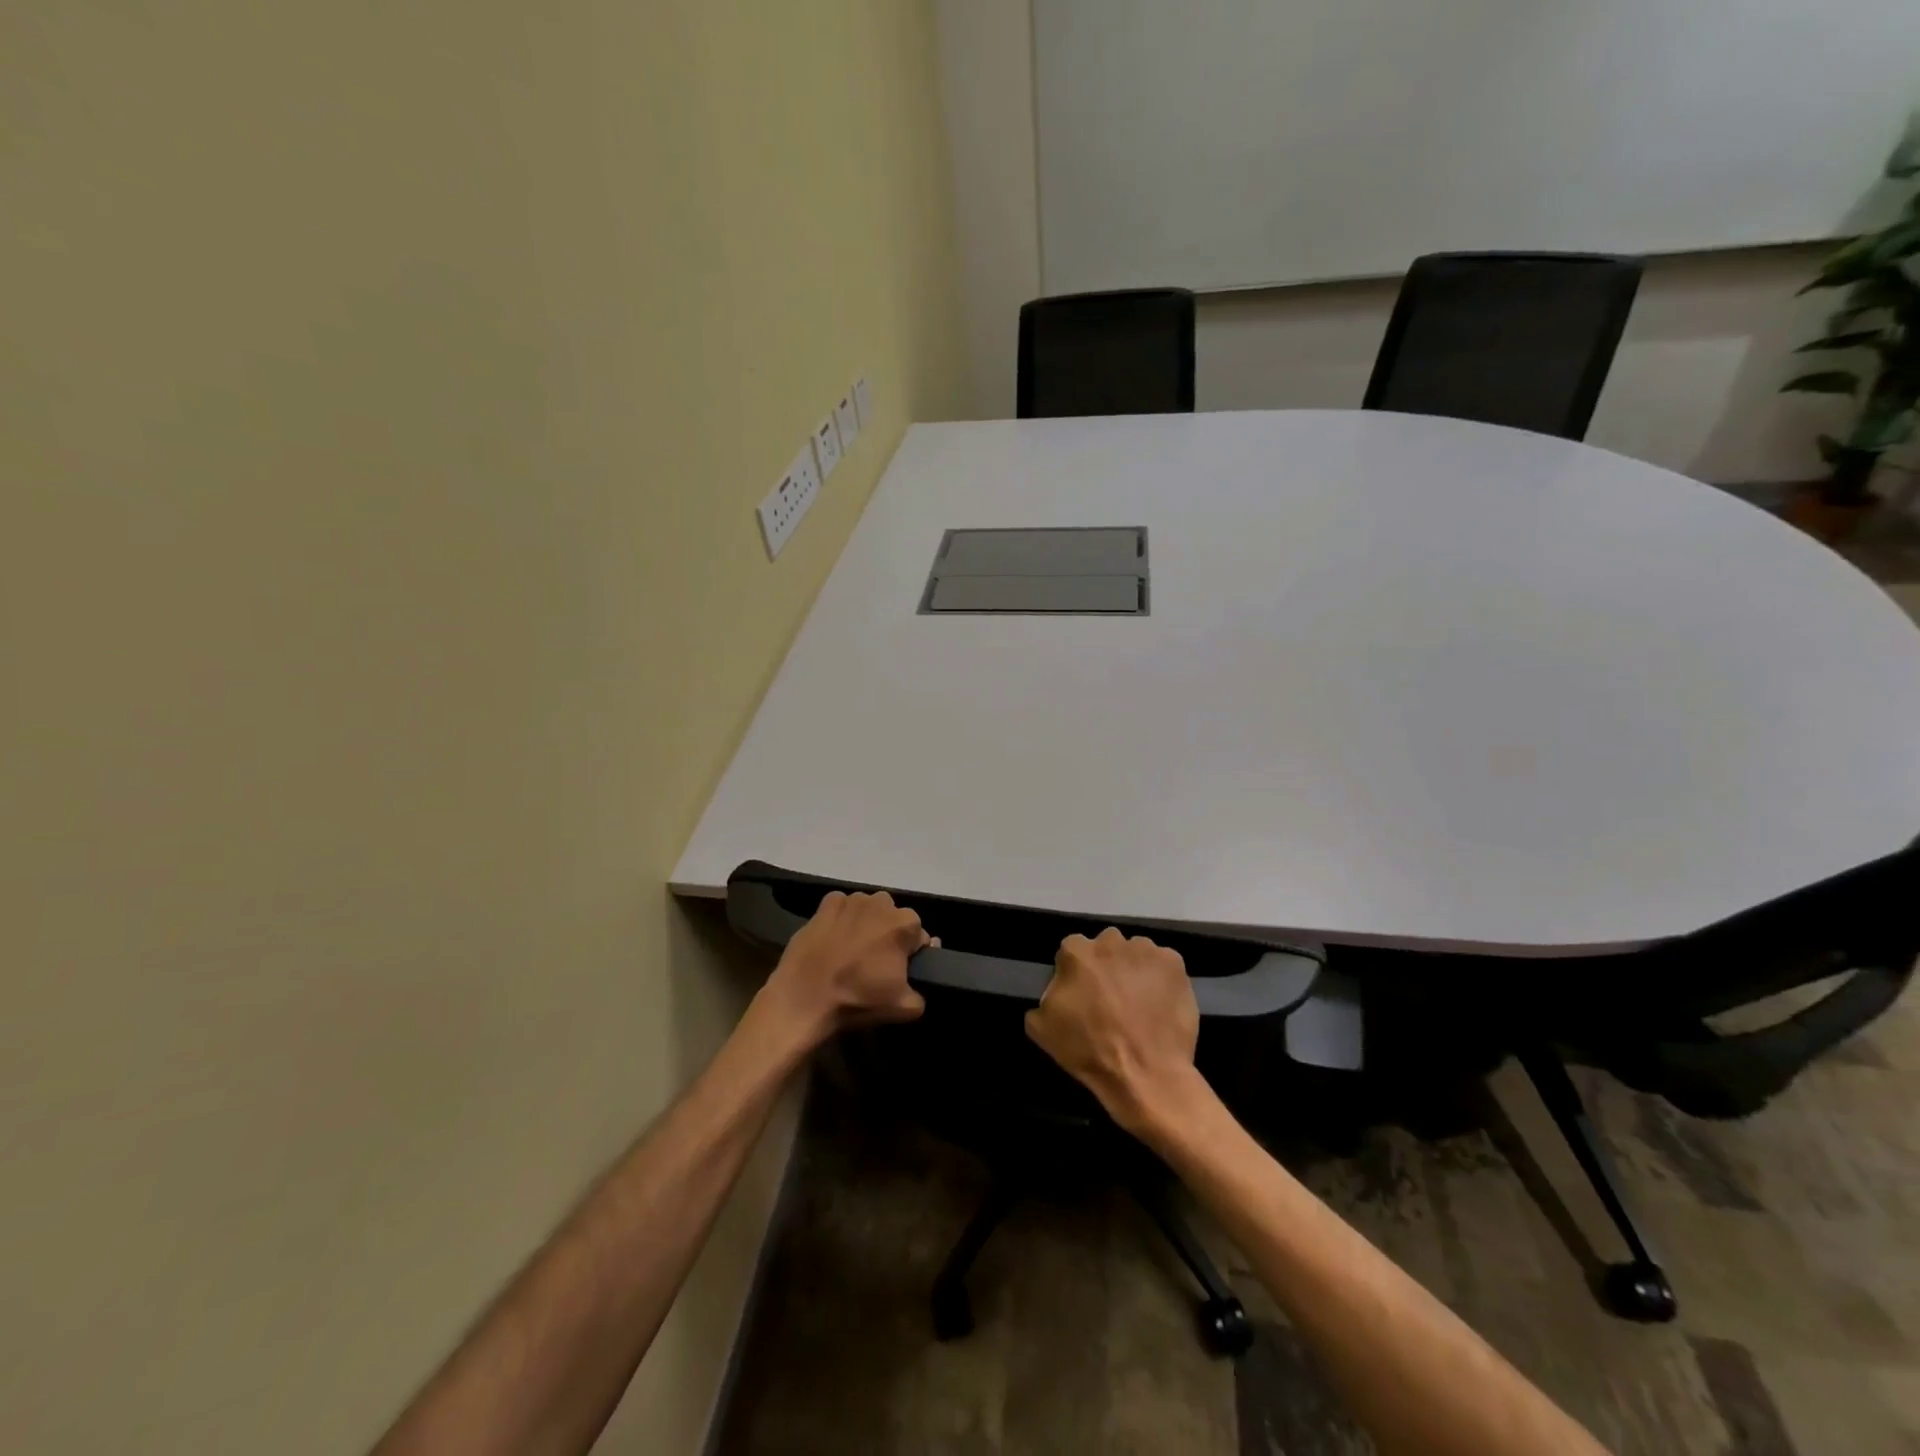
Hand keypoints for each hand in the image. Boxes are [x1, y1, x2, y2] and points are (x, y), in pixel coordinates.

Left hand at [761, 891, 931, 1041]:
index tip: (899, 970)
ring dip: (866, 923)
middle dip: (889, 934)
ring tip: (852, 949)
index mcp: (904, 923)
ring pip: (868, 909)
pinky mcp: (825, 904)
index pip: (919, 935)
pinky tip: (834, 938)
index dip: (911, 954)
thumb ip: (922, 992)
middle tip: (875, 961)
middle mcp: (881, 902)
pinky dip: (842, 918)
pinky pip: (842, 907)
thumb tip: (918, 978)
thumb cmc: (858, 999)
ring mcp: (851, 900)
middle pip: (893, 918)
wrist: (804, 997)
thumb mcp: (904, 1008)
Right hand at [1025, 927, 1202, 1136]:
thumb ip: (1045, 997)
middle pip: (1106, 946)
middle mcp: (1110, 941)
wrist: (1145, 1074)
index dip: (1076, 973)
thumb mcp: (1042, 1028)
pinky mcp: (1174, 963)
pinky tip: (1159, 1004)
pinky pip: (1163, 964)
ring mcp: (1145, 950)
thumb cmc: (1090, 1050)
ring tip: (1139, 1002)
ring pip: (1135, 953)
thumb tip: (1056, 991)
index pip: (1071, 951)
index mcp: (1076, 952)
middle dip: (1107, 965)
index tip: (1082, 995)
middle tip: (1111, 997)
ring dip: (1134, 969)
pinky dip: (1161, 978)